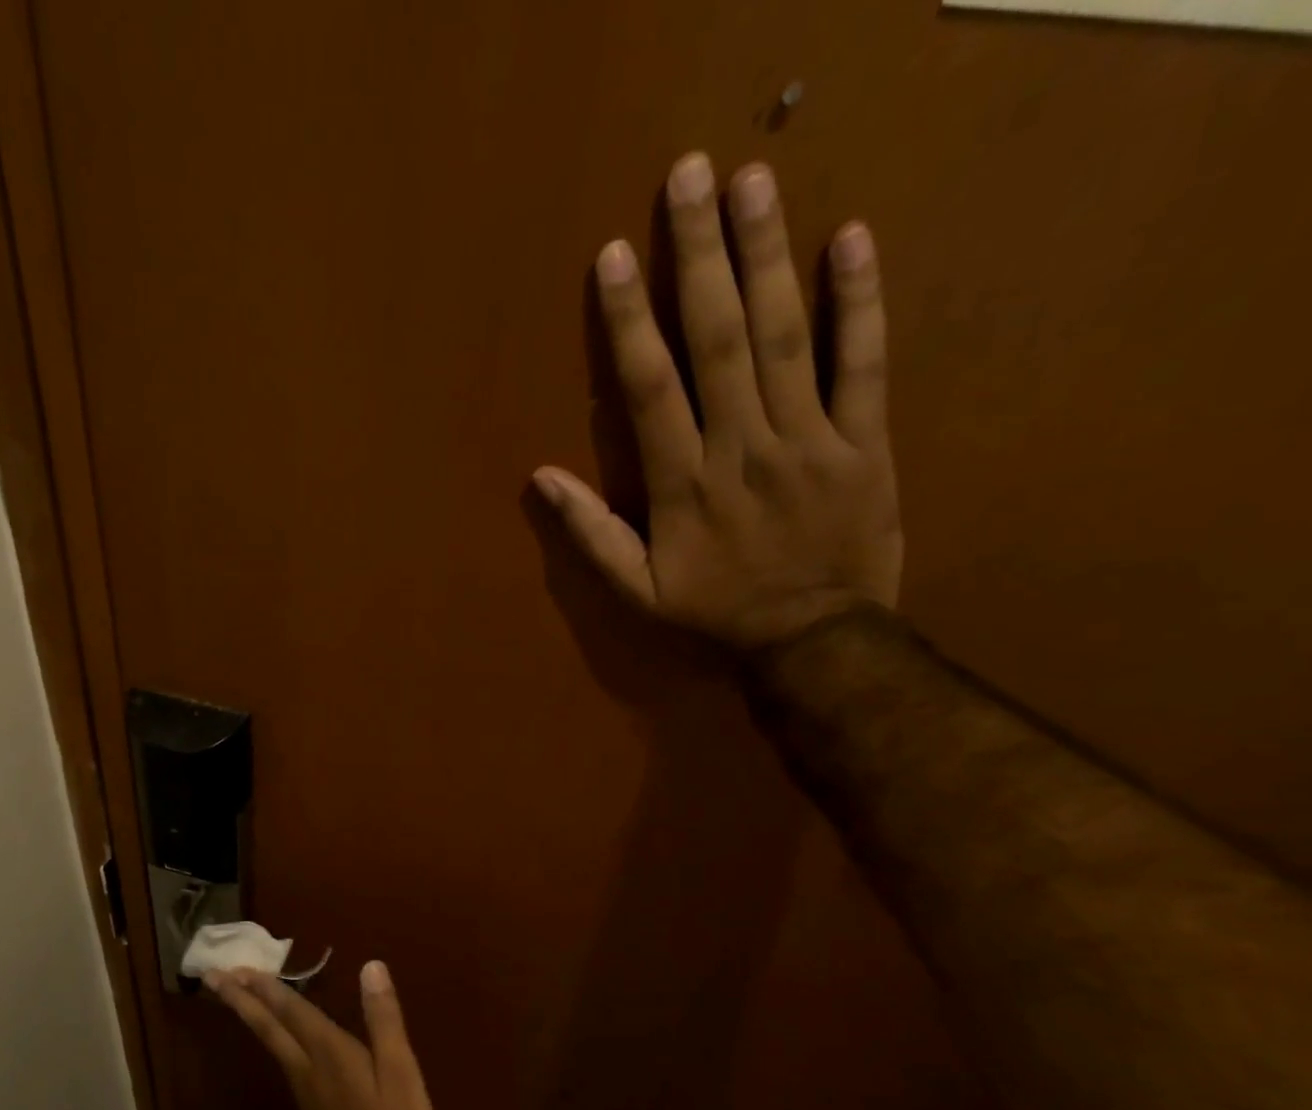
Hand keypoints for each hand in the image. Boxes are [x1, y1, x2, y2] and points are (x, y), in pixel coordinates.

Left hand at [207, 961, 440, 1109]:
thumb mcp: (402, 1074)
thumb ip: (384, 1020)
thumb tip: (371, 966)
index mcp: (331, 1055)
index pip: (292, 1011)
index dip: (266, 986)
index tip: (235, 966)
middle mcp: (308, 1071)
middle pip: (269, 1028)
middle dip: (241, 1000)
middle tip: (211, 977)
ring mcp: (306, 1096)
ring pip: (272, 1046)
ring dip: (252, 1016)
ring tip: (237, 997)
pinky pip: (284, 1063)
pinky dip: (272, 1040)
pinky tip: (279, 1040)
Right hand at [532, 153, 900, 650]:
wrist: (814, 639)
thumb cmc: (716, 613)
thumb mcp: (638, 590)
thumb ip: (590, 534)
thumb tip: (540, 479)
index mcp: (683, 485)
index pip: (651, 390)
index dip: (630, 322)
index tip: (615, 257)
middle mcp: (742, 448)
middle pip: (718, 341)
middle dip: (700, 257)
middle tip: (690, 176)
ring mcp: (808, 440)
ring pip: (785, 339)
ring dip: (767, 257)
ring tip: (753, 183)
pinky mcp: (864, 442)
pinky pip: (863, 365)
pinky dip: (860, 303)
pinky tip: (850, 239)